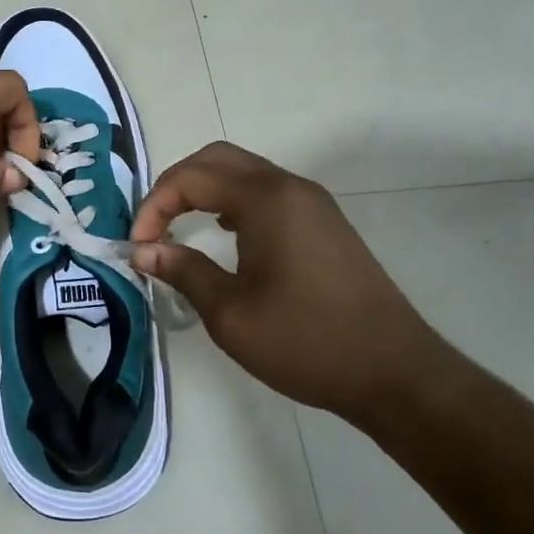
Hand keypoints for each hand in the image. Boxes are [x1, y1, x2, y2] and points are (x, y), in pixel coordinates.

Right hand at [129, 142, 441, 418]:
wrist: (395, 374)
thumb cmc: (307, 342)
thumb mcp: (231, 314)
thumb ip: (183, 271)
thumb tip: (142, 251)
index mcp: (266, 200)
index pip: (192, 178)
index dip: (155, 206)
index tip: (138, 245)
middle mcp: (290, 188)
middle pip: (218, 159)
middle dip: (176, 184)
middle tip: (152, 224)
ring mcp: (312, 203)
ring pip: (244, 172)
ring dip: (204, 189)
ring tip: (178, 226)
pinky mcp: (324, 223)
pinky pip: (266, 192)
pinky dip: (232, 200)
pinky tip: (222, 232)